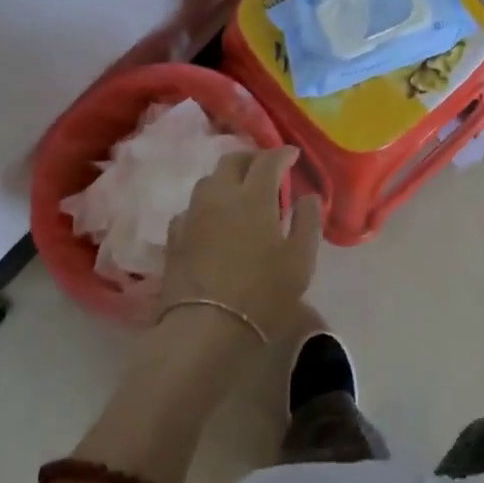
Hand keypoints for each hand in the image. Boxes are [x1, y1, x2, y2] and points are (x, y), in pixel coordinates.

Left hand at [158, 146, 321, 340]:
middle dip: (252, 158)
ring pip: (209, 181)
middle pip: (233, 161)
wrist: (204, 329)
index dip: (282, 153)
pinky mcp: (174, 237)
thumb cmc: (261, 295)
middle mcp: (220, 195)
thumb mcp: (299, 261)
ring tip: (240, 192)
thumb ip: (307, 223)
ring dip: (227, 179)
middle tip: (266, 169)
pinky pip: (191, 208)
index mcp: (254, 196)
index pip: (268, 160)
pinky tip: (212, 221)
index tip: (292, 155)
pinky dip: (207, 206)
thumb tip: (309, 197)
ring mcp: (193, 214)